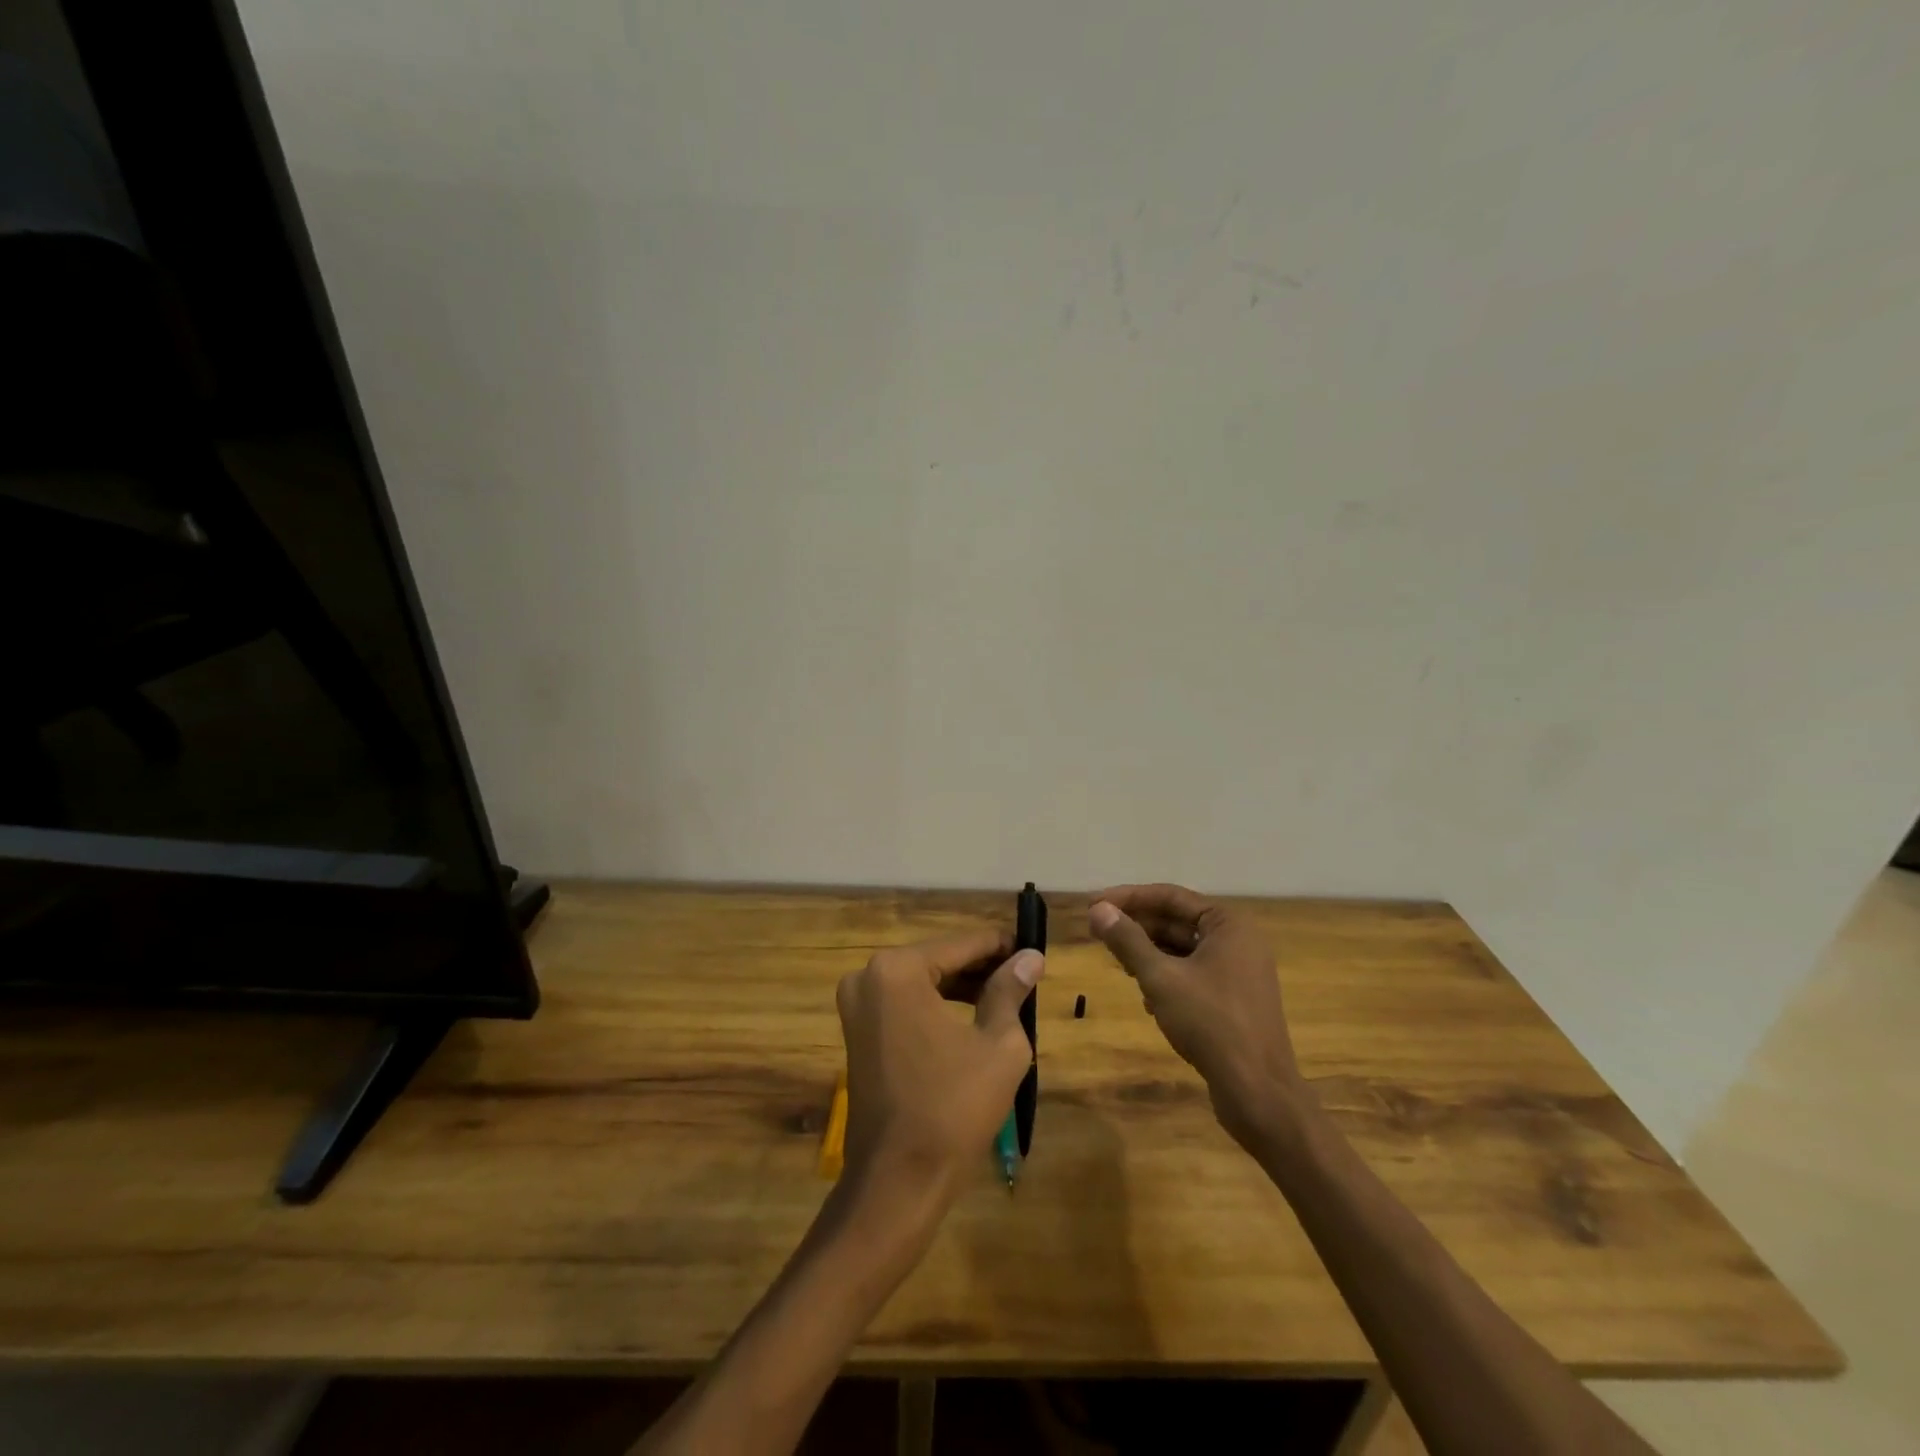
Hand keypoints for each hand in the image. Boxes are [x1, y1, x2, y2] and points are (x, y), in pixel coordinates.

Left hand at [835, 928, 1044, 1201]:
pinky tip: (974, 1016)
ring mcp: (857, 1005)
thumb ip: (1010, 991)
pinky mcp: (858, 1032)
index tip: (1033, 948)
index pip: (962, 944)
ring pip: (922, 981)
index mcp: (898, 970)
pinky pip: (906, 1004)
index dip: (1001, 946)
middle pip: (939, 959)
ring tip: (1007, 995)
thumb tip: (1030, 957)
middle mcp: (869, 976)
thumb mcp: (998, 1044)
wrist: (897, 1182)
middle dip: (982, 967)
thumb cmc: (954, 1108)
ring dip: (962, 987)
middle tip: (1025, 975)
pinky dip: (938, 1006)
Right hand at [1089, 884, 1305, 1144]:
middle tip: (1098, 934)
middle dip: (1137, 928)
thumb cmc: (1210, 1023)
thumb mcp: (1161, 978)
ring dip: (1150, 955)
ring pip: (1183, 950)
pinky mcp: (1235, 1001)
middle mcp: (1238, 941)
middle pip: (1176, 921)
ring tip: (1120, 966)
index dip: (1127, 898)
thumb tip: (1098, 910)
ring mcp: (1239, 972)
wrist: (1258, 1092)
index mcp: (1228, 924)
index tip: (1092, 906)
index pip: (1169, 896)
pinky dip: (1167, 979)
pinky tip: (1149, 1001)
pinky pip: (1193, 975)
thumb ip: (1128, 941)